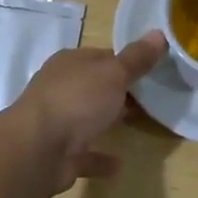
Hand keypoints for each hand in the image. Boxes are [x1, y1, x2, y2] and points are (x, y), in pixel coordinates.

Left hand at [10, 33, 167, 195]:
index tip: (153, 70)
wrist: (37, 150)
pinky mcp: (59, 154)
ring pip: (87, 118)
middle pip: (95, 86)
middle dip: (119, 91)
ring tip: (138, 124)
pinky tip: (119, 164)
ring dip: (107, 121)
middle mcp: (61, 88)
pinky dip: (100, 158)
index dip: (127, 62)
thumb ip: (136, 59)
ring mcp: (58, 122)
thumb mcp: (114, 73)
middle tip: (151, 98)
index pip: (103, 56)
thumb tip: (159, 33)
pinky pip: (85, 154)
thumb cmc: (77, 100)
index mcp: (70, 63)